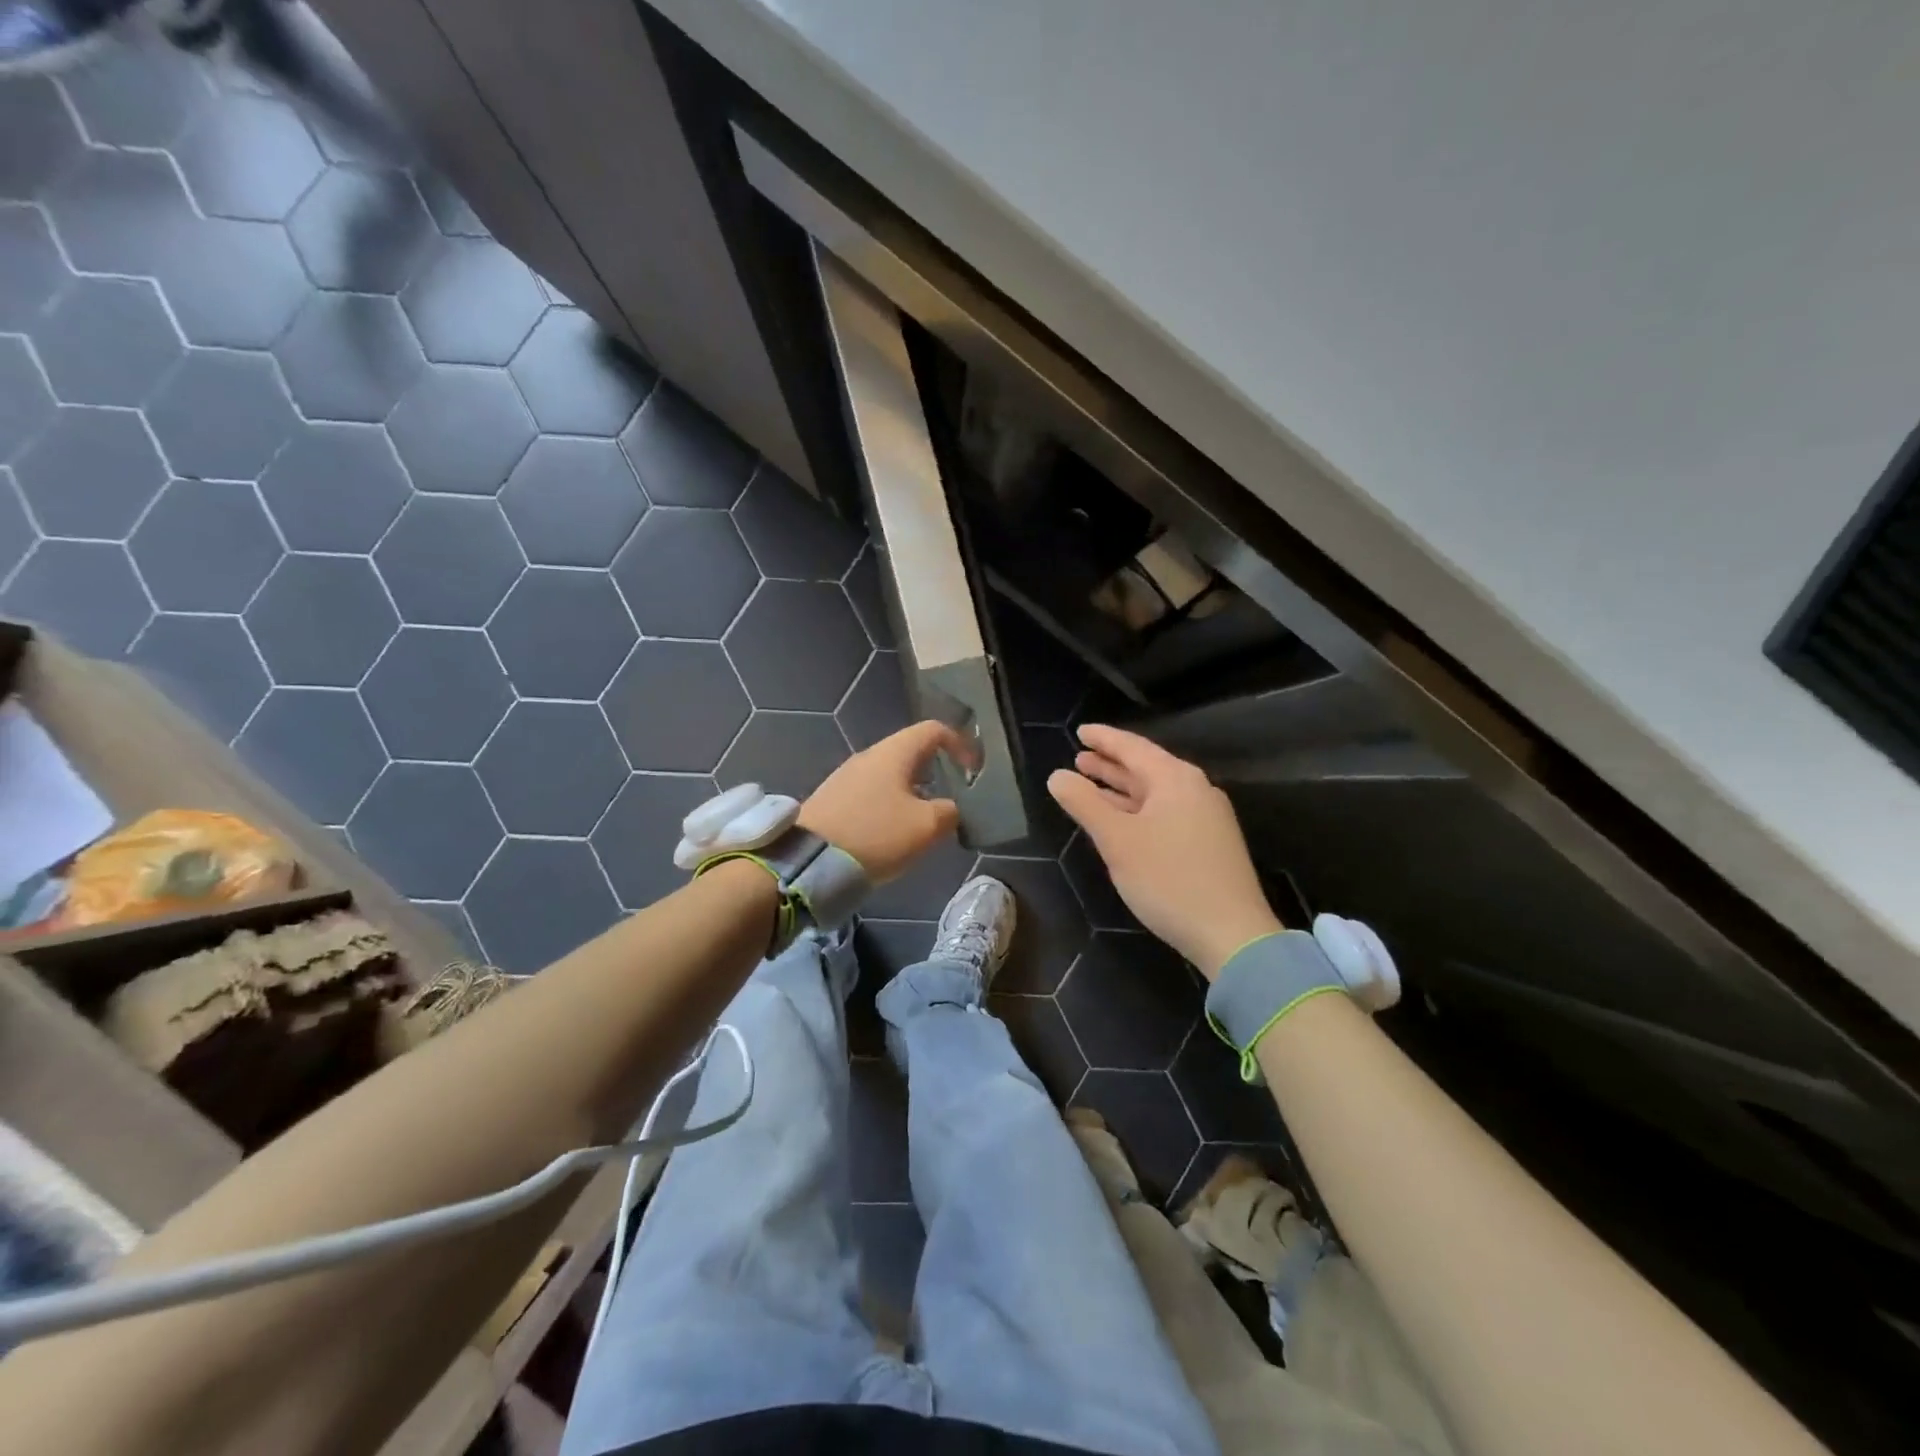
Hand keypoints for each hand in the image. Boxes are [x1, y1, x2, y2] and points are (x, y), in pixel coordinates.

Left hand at [799, 720, 965, 881]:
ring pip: (891, 774)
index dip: (960, 744)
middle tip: (953, 796)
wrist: (809, 861)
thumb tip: (950, 808)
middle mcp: (868, 755)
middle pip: (911, 751)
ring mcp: (846, 776)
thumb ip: (949, 812)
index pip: (934, 730)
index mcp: (894, 752)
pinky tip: (893, 832)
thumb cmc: (876, 835)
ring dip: (914, 790)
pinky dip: (891, 803)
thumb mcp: (926, 826)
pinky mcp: (832, 799)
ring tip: (925, 820)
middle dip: (937, 770)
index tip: (973, 772)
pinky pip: (872, 792)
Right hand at [1048, 725, 1280, 977]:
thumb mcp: (1117, 840)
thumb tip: (1057, 775)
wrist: (1232, 934)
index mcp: (1175, 779)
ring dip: (1122, 789)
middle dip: (1110, 764)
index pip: (1132, 747)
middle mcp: (1195, 790)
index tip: (1080, 731)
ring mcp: (1205, 818)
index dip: (1104, 738)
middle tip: (1079, 757)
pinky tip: (1121, 821)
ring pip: (1155, 793)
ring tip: (1092, 784)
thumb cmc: (1169, 879)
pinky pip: (1165, 813)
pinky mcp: (1209, 844)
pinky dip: (1137, 810)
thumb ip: (1084, 803)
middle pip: (1146, 768)